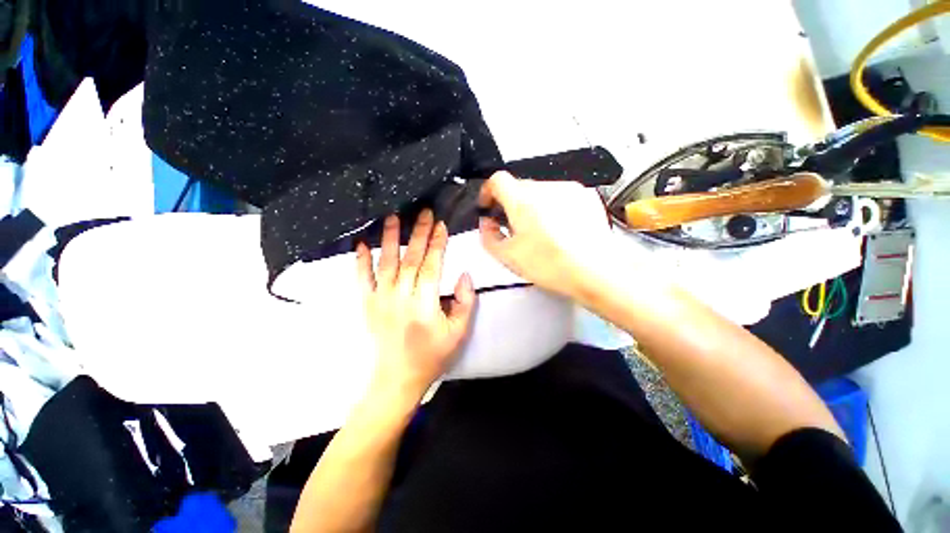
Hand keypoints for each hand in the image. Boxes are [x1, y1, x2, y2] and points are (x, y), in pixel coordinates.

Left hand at [356, 210, 475, 397]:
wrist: (397, 378)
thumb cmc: (432, 356)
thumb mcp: (459, 333)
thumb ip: (465, 303)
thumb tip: (464, 275)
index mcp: (425, 305)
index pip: (432, 267)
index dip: (437, 244)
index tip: (441, 225)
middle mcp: (401, 297)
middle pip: (411, 259)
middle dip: (419, 233)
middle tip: (423, 212)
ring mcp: (381, 300)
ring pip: (386, 263)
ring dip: (390, 239)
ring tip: (393, 217)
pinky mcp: (368, 305)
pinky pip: (362, 279)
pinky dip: (360, 261)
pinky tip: (360, 244)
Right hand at [479, 172, 614, 299]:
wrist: (596, 270)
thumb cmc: (554, 265)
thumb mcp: (508, 257)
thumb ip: (488, 237)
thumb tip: (487, 224)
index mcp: (522, 201)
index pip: (497, 180)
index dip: (488, 192)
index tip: (488, 205)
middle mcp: (545, 188)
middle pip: (519, 187)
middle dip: (511, 204)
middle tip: (514, 227)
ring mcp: (567, 190)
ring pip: (540, 191)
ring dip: (533, 206)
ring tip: (540, 232)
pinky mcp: (585, 196)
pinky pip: (560, 195)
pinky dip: (553, 207)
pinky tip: (559, 229)